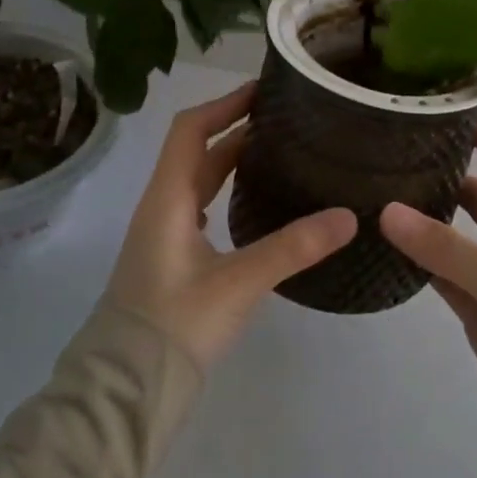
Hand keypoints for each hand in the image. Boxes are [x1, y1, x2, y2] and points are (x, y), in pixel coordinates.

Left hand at [106, 83, 355, 370]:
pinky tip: (254, 202)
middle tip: (285, 119)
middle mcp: (162, 207)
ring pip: (199, 180)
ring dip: (231, 159)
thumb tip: (348, 216)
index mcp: (168, 199)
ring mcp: (164, 233)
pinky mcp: (172, 258)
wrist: (128, 386)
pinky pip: (200, 206)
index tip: (264, 91)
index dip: (224, 105)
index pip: (191, 130)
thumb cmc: (175, 326)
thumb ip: (292, 248)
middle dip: (236, 128)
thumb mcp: (238, 284)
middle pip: (197, 151)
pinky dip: (226, 190)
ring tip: (278, 151)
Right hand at [379, 122, 476, 468]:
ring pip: (460, 233)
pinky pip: (445, 272)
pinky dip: (421, 259)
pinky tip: (387, 244)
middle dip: (452, 173)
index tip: (453, 118)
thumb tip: (387, 211)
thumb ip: (446, 247)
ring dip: (430, 217)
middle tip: (398, 155)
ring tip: (382, 192)